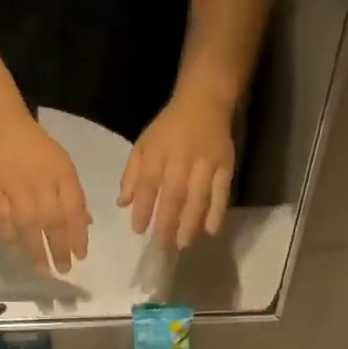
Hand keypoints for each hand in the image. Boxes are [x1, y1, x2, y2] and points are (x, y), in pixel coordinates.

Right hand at [0, 115, 91, 272]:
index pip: (73, 210)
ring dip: (36, 250)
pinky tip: (16, 253)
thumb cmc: (38, 149)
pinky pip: (4, 221)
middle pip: (53, 222)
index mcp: (62, 175)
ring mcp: (16, 190)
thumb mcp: (63, 166)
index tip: (81, 256)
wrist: (2, 128)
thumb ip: (74, 196)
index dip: (78, 235)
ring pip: (29, 226)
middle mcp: (41, 185)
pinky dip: (10, 238)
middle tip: (64, 270)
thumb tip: (86, 224)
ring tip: (43, 270)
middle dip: (60, 249)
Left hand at [119, 91, 235, 249]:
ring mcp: (205, 163)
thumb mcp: (143, 145)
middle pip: (173, 196)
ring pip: (197, 197)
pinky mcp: (225, 165)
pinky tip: (211, 231)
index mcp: (157, 153)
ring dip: (190, 223)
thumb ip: (131, 175)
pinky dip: (216, 212)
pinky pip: (221, 192)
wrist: (204, 100)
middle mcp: (180, 159)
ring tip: (183, 244)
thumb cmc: (169, 127)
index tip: (138, 230)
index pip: (147, 185)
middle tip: (161, 248)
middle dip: (166, 223)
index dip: (142, 208)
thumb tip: (122, 204)